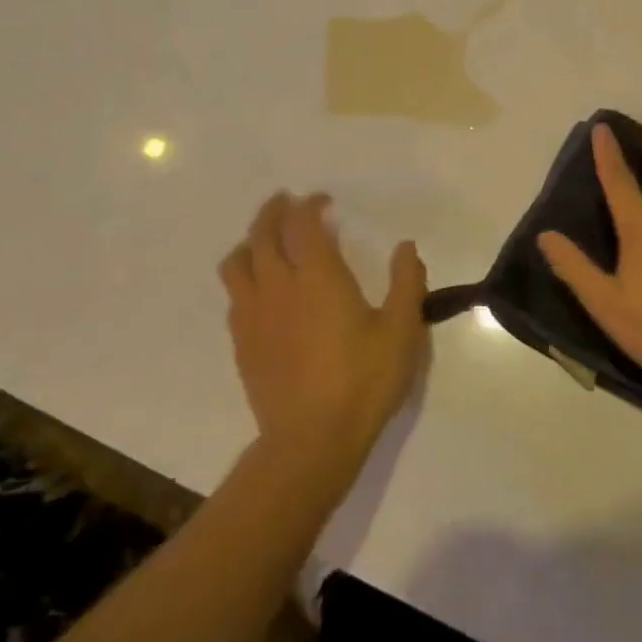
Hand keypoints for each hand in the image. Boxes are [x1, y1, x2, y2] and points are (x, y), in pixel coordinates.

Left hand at [219, 193, 427, 470]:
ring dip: (251, 240)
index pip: (303, 224)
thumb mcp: (402, 331)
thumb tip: (405, 247)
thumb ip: (407, 282)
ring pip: (238, 261)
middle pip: (263, 234)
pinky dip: (245, 275)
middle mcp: (278, 286)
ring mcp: (253, 314)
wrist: (311, 441)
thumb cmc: (363, 381)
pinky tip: (261, 288)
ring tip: (267, 240)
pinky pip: (234, 294)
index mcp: (318, 276)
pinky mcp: (241, 342)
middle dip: (274, 211)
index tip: (324, 201)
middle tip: (287, 202)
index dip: (310, 205)